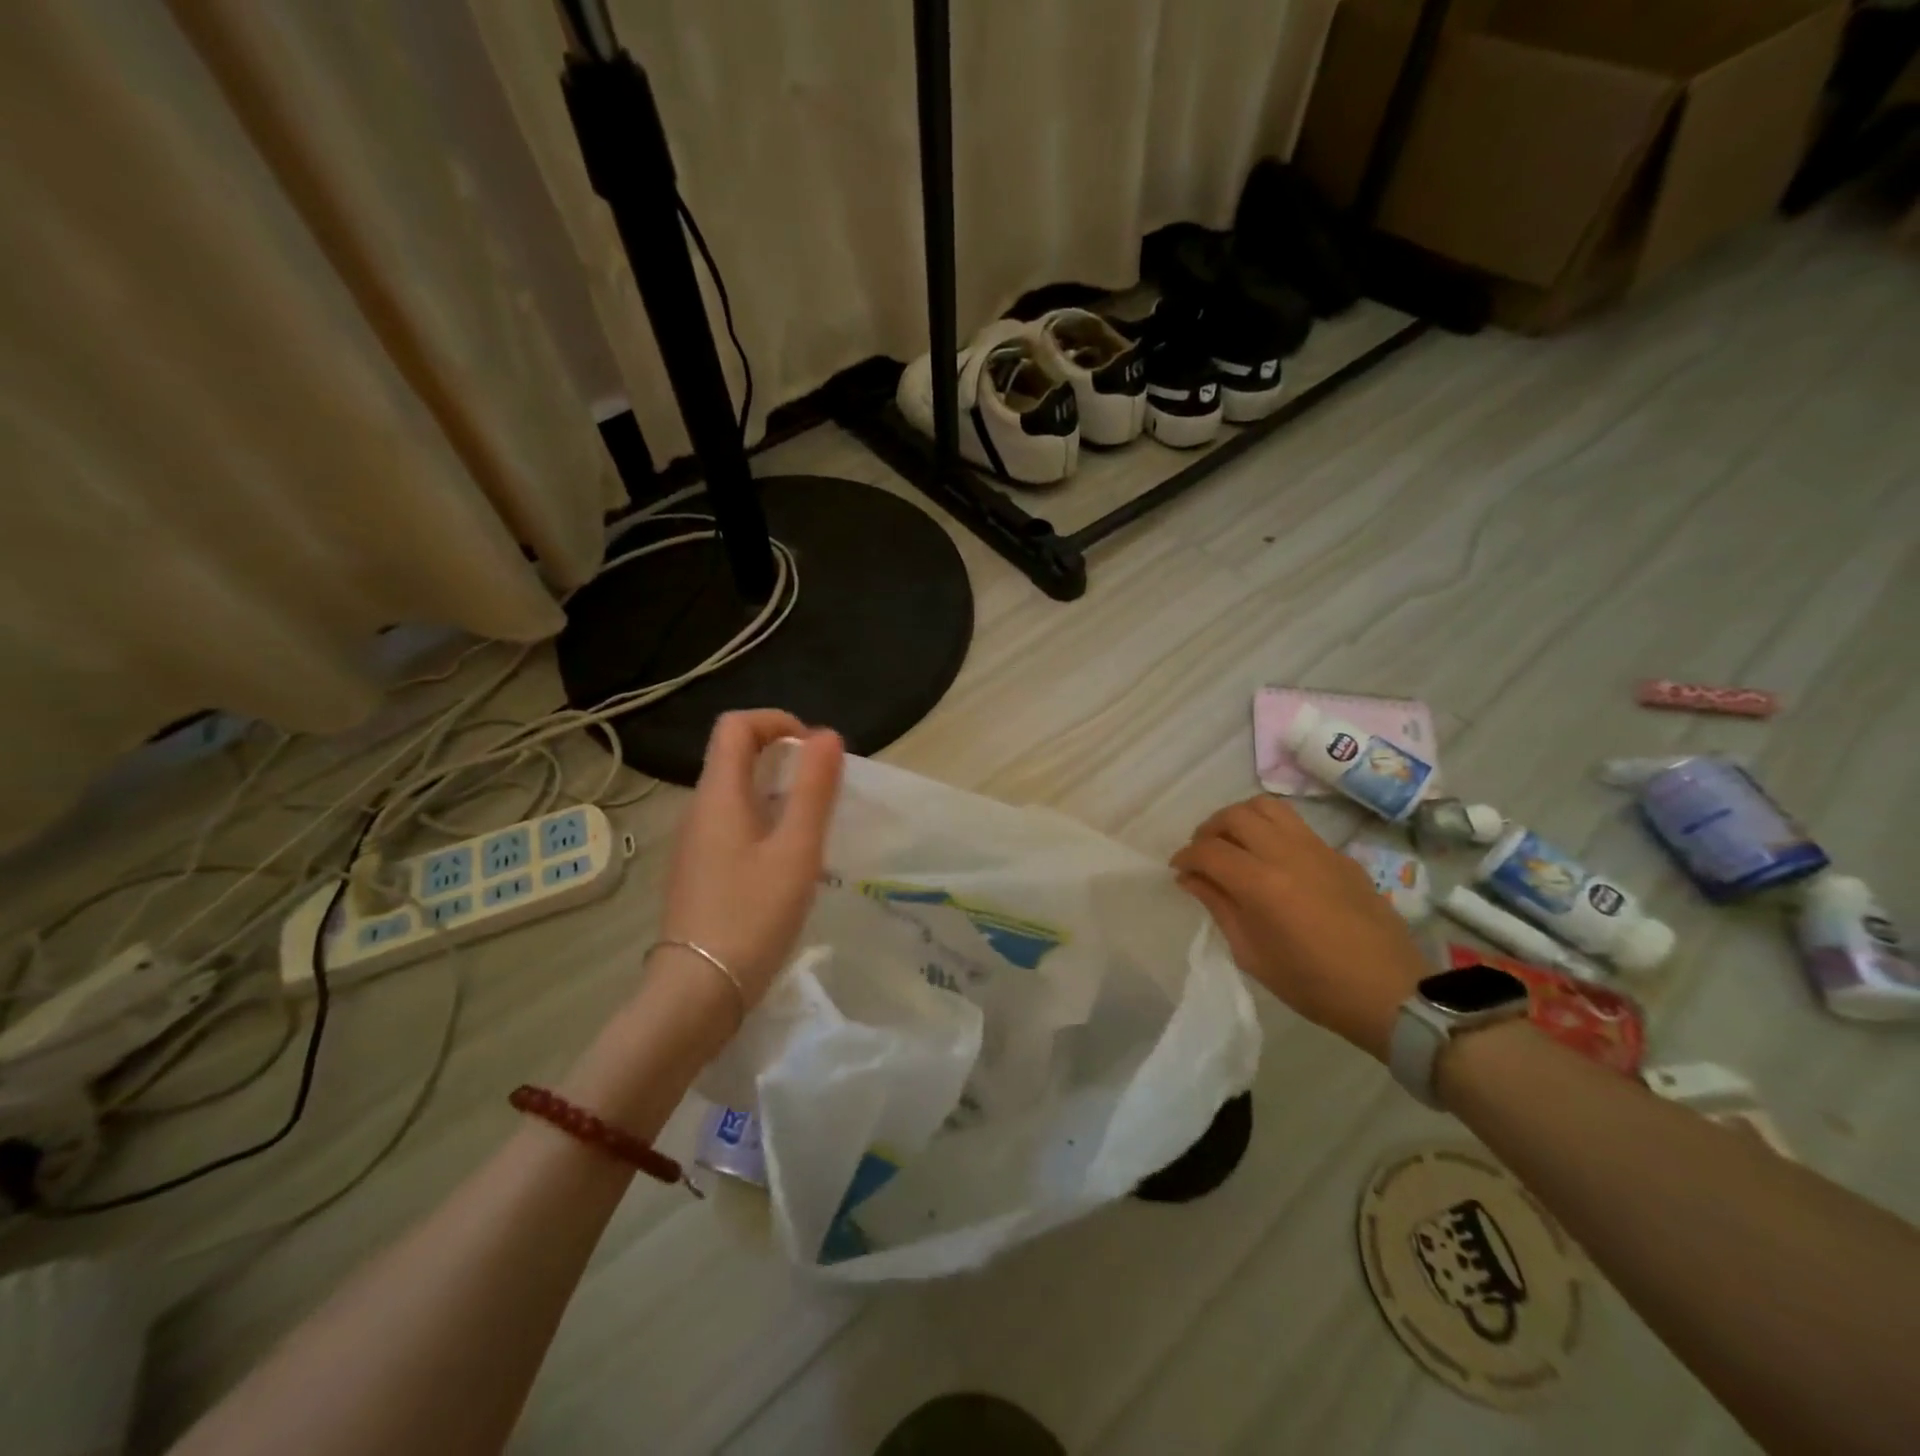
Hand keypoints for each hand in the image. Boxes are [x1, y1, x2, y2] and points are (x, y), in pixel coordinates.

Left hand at [656, 710, 843, 1014]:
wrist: (696, 994)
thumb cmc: (752, 916)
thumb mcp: (796, 851)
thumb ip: (814, 790)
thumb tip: (826, 735)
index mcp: (718, 795)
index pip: (736, 726)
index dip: (777, 722)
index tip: (815, 751)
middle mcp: (699, 810)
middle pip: (735, 755)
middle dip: (783, 756)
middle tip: (823, 788)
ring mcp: (694, 843)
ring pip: (735, 793)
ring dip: (776, 790)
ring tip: (813, 824)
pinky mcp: (699, 871)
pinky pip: (732, 824)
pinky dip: (763, 820)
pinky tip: (787, 860)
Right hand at [1171, 796, 1429, 1061]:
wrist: (1391, 992)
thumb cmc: (1314, 985)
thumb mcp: (1253, 955)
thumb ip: (1219, 908)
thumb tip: (1191, 879)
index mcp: (1262, 885)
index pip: (1209, 851)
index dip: (1185, 857)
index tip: (1178, 870)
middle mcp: (1287, 854)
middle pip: (1235, 816)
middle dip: (1208, 830)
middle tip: (1203, 854)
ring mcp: (1317, 849)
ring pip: (1267, 807)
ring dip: (1240, 819)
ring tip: (1234, 844)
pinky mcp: (1339, 854)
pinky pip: (1295, 825)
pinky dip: (1271, 830)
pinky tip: (1271, 859)